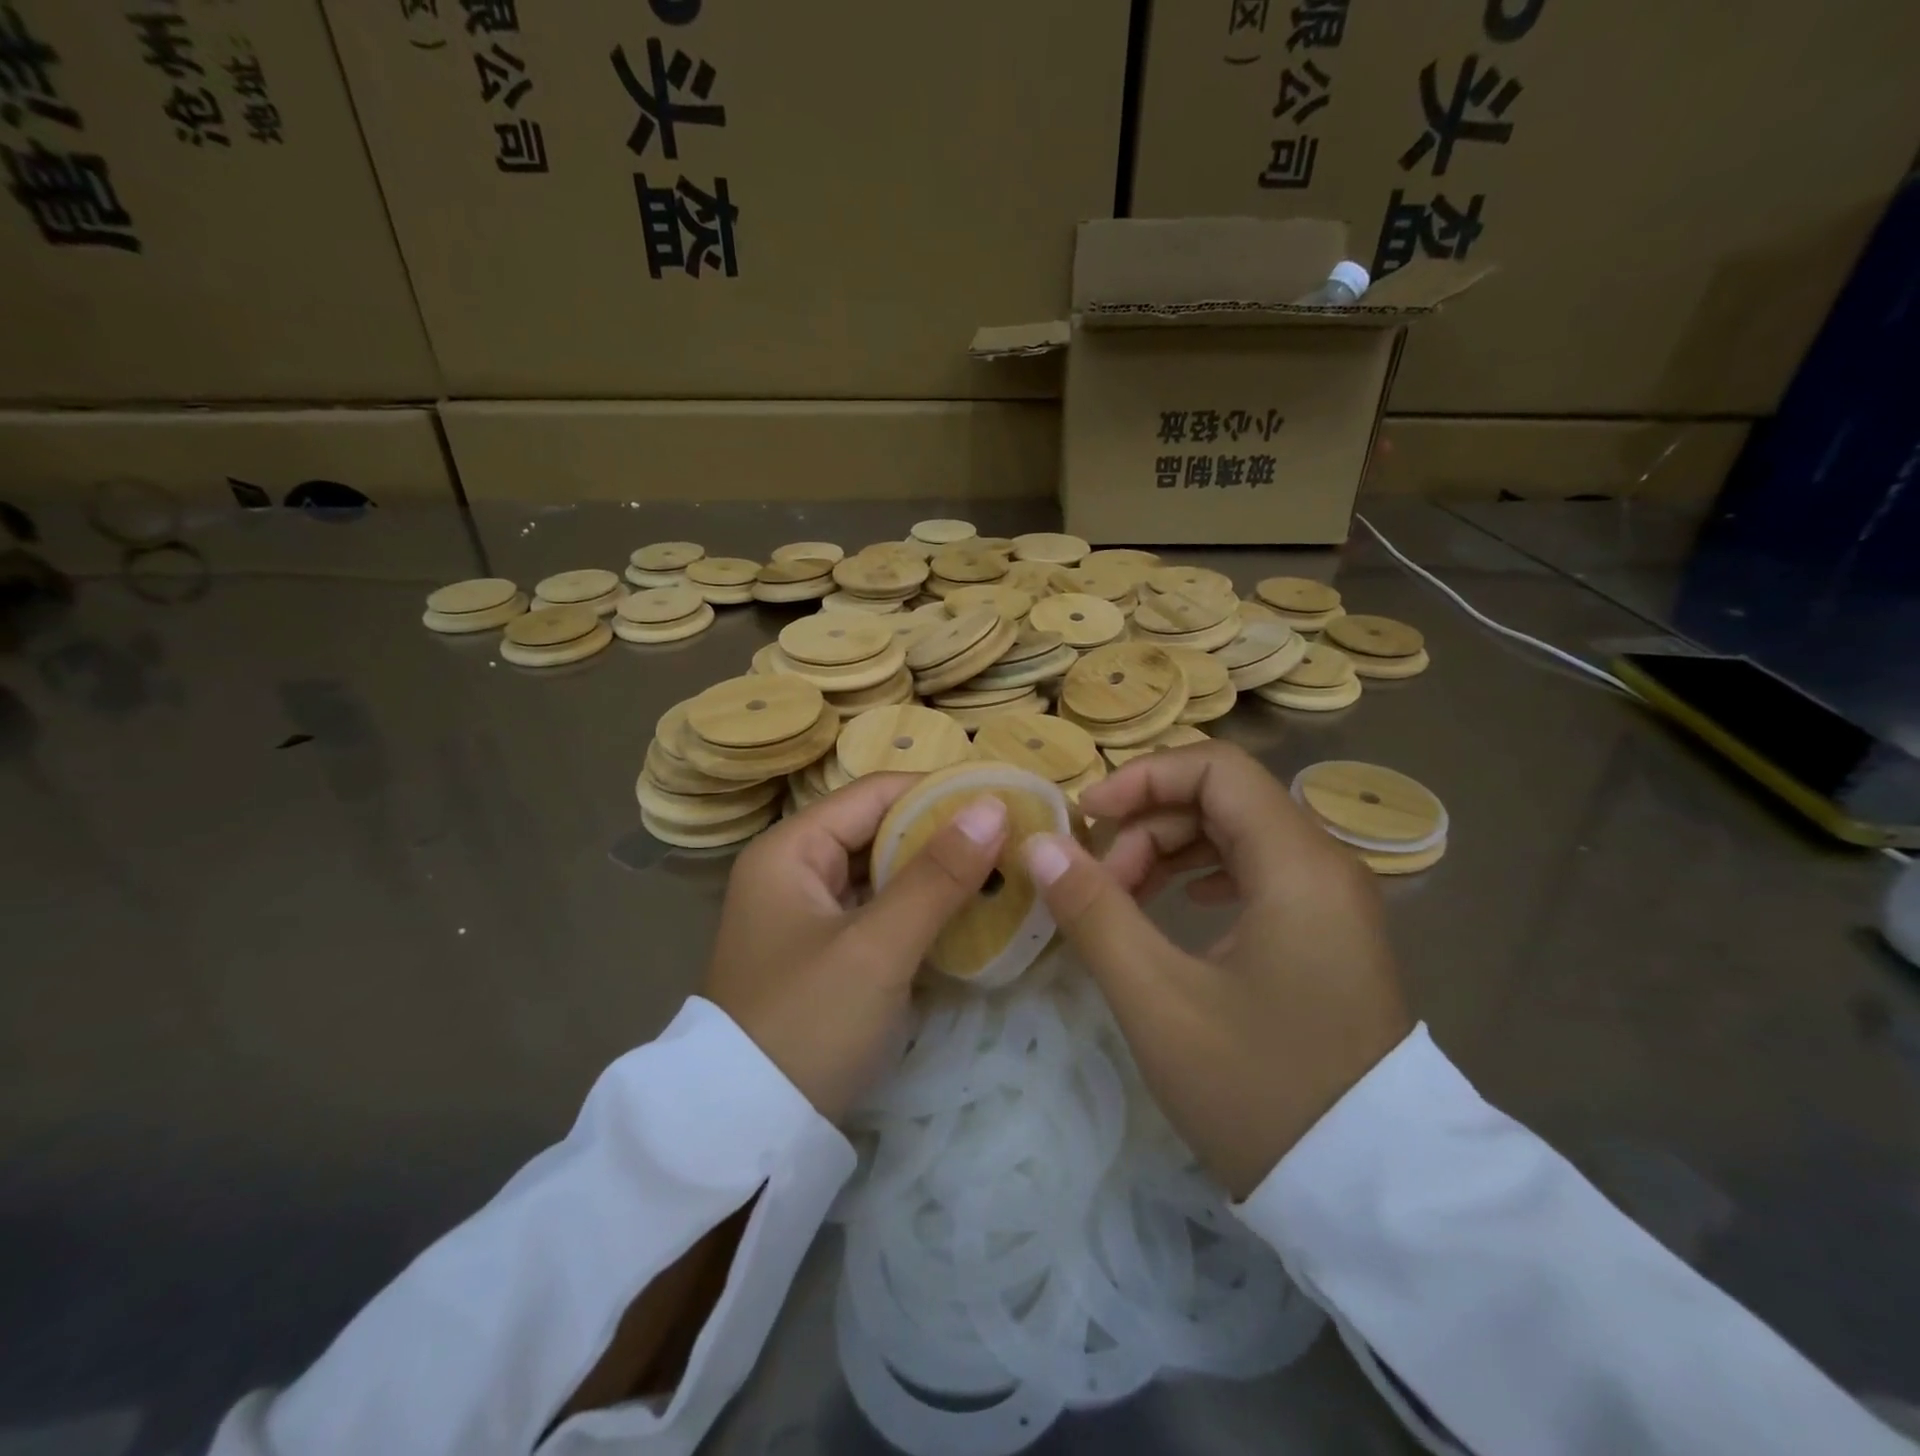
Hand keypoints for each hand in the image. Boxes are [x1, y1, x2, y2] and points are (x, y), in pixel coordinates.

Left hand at [702, 774, 1007, 1122]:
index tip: (1005, 800)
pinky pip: (880, 910)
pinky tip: (967, 914)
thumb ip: (936, 876)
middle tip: (1014, 840)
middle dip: (944, 835)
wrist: (749, 1134)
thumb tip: (994, 807)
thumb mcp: (876, 948)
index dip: (940, 792)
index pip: (876, 793)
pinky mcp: (825, 951)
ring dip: (937, 873)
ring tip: (1003, 871)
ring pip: (883, 872)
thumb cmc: (808, 1025)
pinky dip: (920, 909)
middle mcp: (794, 869)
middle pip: (880, 830)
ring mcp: (808, 913)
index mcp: (790, 849)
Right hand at [1021, 742, 1411, 1198]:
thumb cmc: (1258, 1089)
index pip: (1216, 768)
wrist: (1367, 1194)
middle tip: (1100, 882)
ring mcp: (1332, 900)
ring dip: (1172, 850)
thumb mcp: (1157, 999)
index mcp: (1297, 865)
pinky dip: (1205, 874)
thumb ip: (1094, 911)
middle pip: (1224, 798)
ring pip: (1239, 835)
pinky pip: (1259, 873)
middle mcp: (1325, 865)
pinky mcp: (1328, 933)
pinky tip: (1180, 905)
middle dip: (1149, 823)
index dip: (1143, 778)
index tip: (1088, 818)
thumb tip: (1039, 846)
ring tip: (1124, 898)